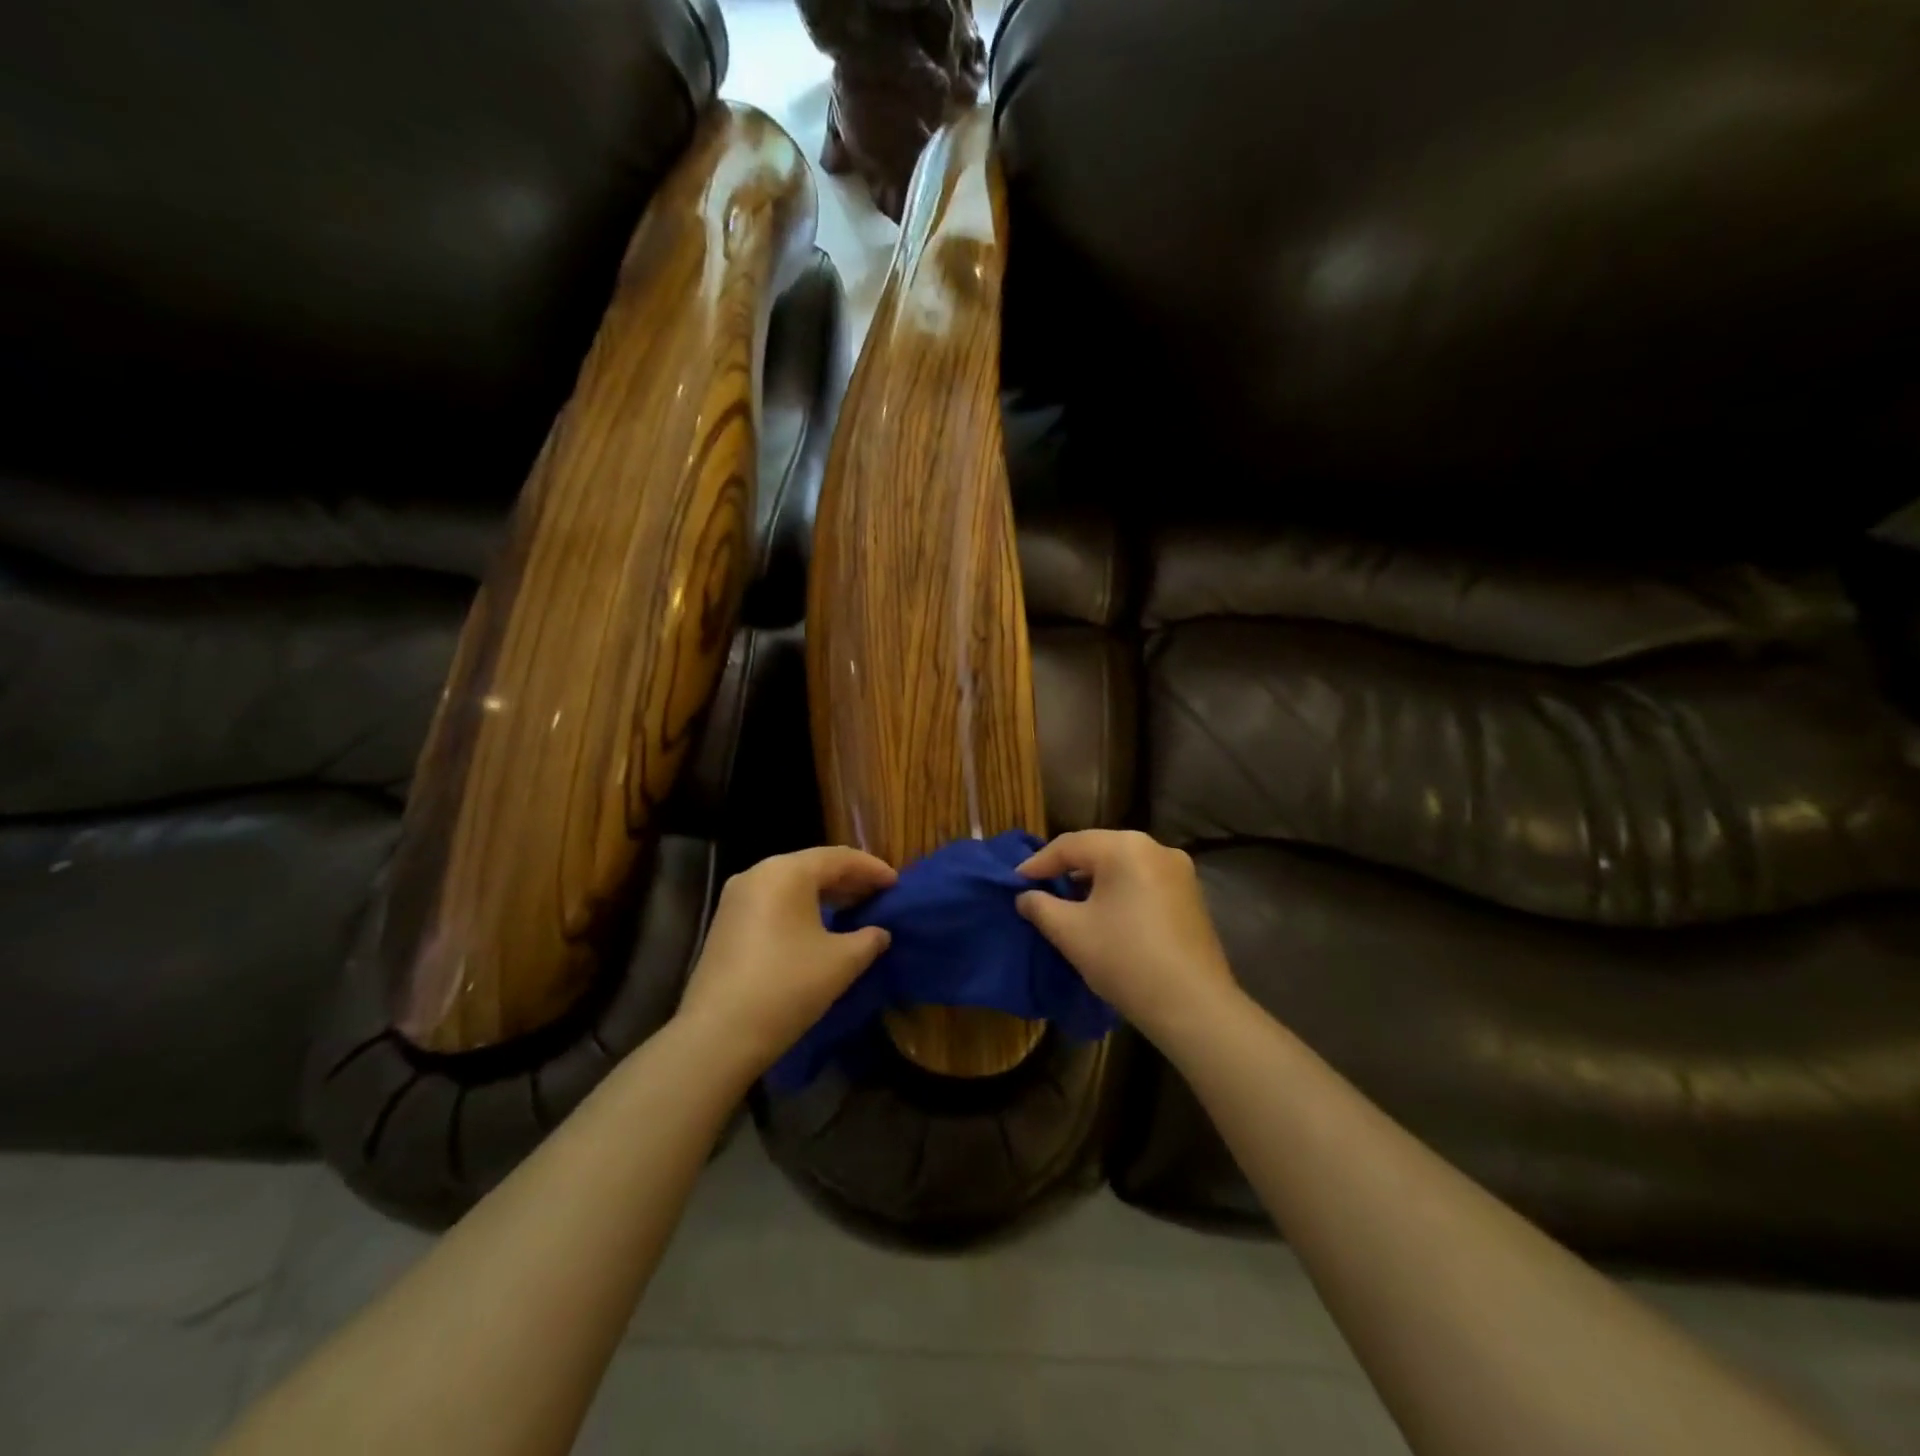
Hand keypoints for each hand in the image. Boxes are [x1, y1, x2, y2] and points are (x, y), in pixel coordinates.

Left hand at [677, 846, 896, 1073]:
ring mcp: (736, 898)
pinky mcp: (726, 923)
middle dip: (848, 880)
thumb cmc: (788, 986)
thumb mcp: (841, 962)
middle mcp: (758, 873)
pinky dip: (800, 907)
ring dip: (824, 894)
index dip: (872, 869)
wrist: (718, 1034)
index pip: (839, 858)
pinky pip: (773, 901)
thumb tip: (879, 933)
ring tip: (853, 909)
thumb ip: (869, 939)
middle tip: (878, 895)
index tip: (896, 884)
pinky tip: (819, 927)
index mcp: (786, 871)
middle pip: (812, 866)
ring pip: (791, 884)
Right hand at [1016, 830, 1238, 1040]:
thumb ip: (1040, 906)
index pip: (1070, 845)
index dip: (1038, 864)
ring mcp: (1179, 872)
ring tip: (1068, 904)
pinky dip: (1119, 892)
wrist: (1193, 1006)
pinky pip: (1143, 882)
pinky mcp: (1191, 896)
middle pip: (1099, 850)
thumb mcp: (1070, 932)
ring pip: (1123, 866)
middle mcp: (1156, 848)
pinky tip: (1105, 915)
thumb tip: (1025, 896)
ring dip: (1093, 882)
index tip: (1014, 883)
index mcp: (1126, 847)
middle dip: (1066, 870)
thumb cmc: (1125, 959)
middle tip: (1039, 890)